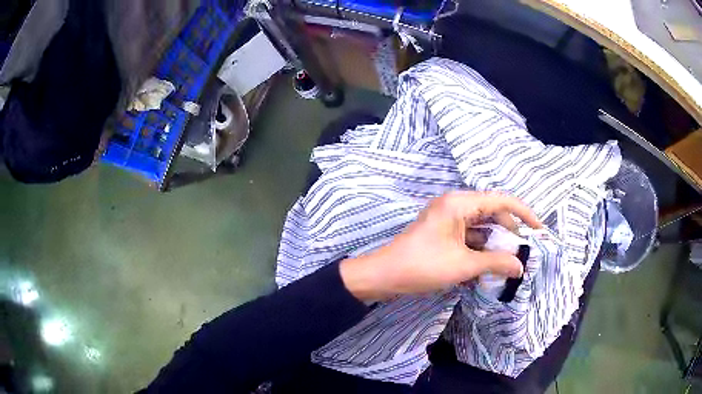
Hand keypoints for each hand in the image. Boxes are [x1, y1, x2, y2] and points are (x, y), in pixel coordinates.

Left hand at [340, 191, 541, 300]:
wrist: (383, 276)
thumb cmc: (422, 266)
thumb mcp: (463, 265)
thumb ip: (495, 263)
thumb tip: (520, 266)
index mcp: (459, 203)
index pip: (501, 200)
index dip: (523, 213)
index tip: (538, 229)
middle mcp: (454, 205)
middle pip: (492, 212)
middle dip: (508, 231)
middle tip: (522, 251)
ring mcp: (447, 219)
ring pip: (480, 226)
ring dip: (494, 242)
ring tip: (509, 260)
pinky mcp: (442, 233)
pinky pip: (469, 236)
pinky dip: (480, 248)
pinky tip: (489, 265)